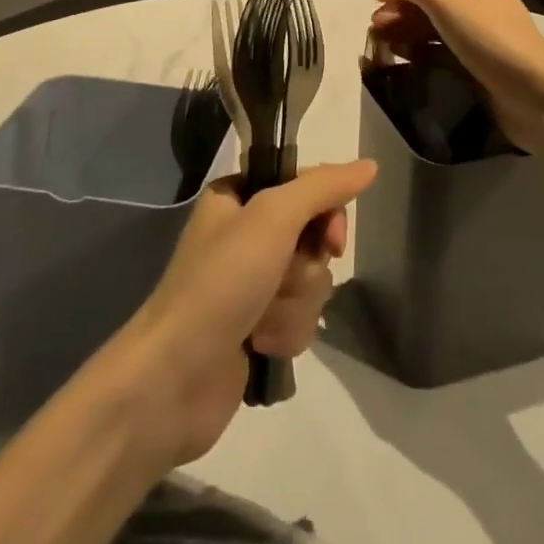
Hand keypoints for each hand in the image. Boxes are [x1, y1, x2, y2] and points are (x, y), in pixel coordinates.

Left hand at [120, 160, 375, 466]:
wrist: (174, 379)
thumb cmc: (220, 281)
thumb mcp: (273, 216)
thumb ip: (323, 188)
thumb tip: (369, 165)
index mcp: (238, 196)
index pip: (305, 185)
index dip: (326, 212)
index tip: (331, 239)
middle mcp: (245, 233)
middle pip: (313, 237)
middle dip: (306, 268)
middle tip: (282, 280)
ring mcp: (250, 283)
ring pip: (311, 282)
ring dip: (295, 305)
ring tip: (261, 322)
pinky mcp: (256, 329)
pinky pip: (299, 319)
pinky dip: (286, 332)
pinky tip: (260, 346)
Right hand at [361, 0, 543, 151]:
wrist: (537, 100)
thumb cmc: (491, 40)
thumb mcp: (445, 2)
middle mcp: (483, 3)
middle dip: (401, 9)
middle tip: (374, 26)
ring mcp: (482, 37)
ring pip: (435, 27)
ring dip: (407, 31)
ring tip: (382, 43)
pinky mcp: (480, 67)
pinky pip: (443, 52)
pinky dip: (422, 52)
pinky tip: (404, 59)